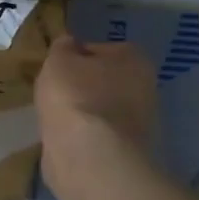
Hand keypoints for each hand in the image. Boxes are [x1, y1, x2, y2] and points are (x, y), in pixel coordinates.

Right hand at [35, 34, 157, 187]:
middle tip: (53, 92)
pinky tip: (64, 137)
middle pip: (104, 80)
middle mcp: (145, 87)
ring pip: (101, 108)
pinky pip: (98, 133)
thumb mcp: (58, 60)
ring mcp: (139, 122)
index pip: (99, 49)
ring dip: (81, 112)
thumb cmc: (74, 96)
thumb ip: (62, 48)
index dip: (74, 56)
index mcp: (134, 58)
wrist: (89, 154)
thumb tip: (68, 44)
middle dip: (81, 85)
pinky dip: (83, 135)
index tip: (55, 68)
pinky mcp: (126, 150)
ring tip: (54, 117)